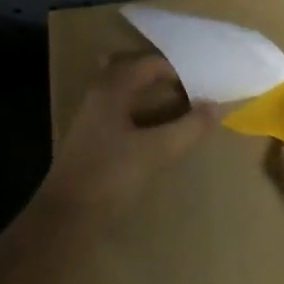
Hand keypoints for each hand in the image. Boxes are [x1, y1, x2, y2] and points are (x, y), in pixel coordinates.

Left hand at [43, 54, 217, 227]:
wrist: (66, 219)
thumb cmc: (110, 176)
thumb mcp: (155, 151)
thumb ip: (188, 127)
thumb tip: (216, 106)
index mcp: (112, 89)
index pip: (150, 64)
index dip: (179, 71)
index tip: (204, 86)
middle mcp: (100, 96)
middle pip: (136, 73)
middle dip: (164, 79)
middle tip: (194, 91)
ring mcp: (93, 118)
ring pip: (127, 94)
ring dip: (153, 96)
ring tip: (182, 108)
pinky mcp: (93, 141)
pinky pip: (122, 113)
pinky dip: (143, 114)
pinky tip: (158, 131)